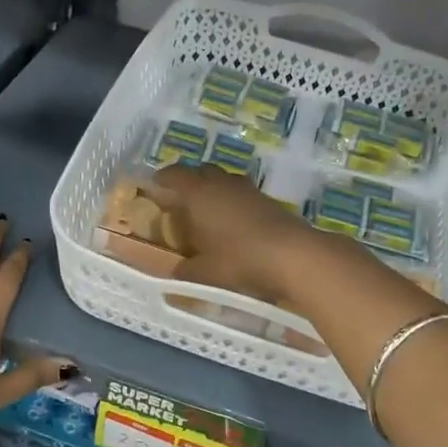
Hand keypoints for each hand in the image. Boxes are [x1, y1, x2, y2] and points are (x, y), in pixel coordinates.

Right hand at [148, 162, 329, 306]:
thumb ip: (184, 271)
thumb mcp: (204, 272)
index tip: (154, 189)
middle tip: (179, 204)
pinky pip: (240, 194)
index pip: (173, 174)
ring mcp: (247, 188)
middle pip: (200, 172)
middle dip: (188, 183)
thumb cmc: (239, 259)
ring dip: (212, 192)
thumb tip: (173, 274)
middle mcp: (221, 182)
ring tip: (206, 215)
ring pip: (223, 181)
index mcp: (198, 193)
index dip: (162, 180)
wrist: (293, 255)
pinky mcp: (267, 199)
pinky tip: (232, 225)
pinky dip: (232, 203)